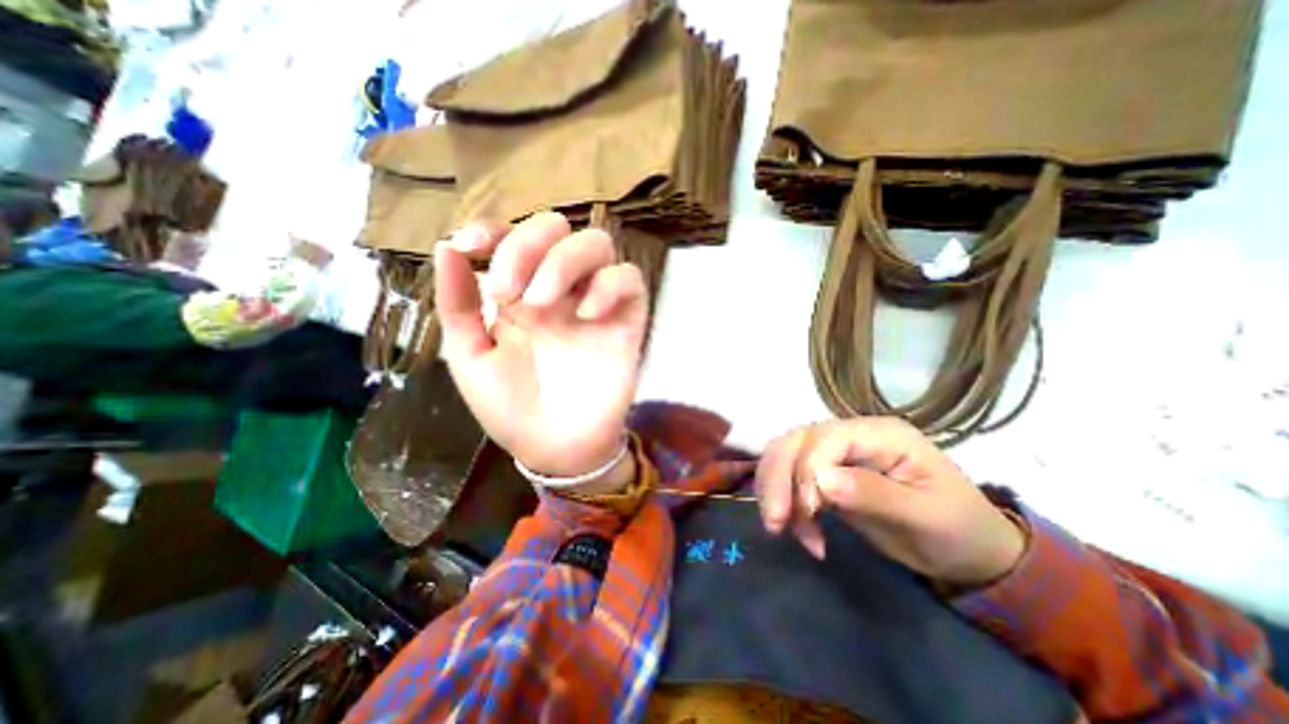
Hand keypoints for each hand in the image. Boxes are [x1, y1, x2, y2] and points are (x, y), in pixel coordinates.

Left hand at [437, 214, 648, 483]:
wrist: (554, 447)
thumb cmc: (510, 407)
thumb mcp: (470, 357)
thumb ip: (457, 304)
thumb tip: (447, 248)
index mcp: (520, 293)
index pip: (513, 235)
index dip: (494, 227)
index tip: (473, 246)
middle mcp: (559, 289)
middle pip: (558, 226)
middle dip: (528, 245)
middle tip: (511, 294)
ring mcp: (594, 302)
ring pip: (597, 243)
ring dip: (564, 261)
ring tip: (543, 304)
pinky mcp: (626, 321)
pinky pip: (630, 279)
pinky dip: (608, 285)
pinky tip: (587, 315)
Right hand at [757, 419, 1027, 594]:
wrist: (965, 549)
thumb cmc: (957, 530)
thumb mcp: (926, 517)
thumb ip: (874, 494)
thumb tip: (820, 480)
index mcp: (880, 434)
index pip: (826, 439)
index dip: (808, 471)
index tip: (808, 513)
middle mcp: (850, 434)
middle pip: (795, 441)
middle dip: (778, 478)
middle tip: (776, 523)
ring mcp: (834, 451)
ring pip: (783, 455)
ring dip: (774, 489)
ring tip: (780, 528)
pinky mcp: (823, 472)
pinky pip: (787, 475)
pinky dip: (782, 498)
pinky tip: (795, 528)